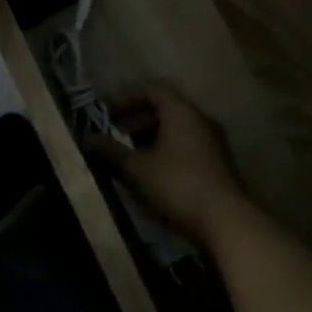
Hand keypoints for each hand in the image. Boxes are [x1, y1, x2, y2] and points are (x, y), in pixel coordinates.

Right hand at [93, 85, 258, 249]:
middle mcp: (200, 120)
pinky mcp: (218, 165)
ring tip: (127, 158)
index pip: (152, 90)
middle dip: (135, 120)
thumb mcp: (135, 168)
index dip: (125, 98)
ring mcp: (213, 143)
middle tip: (113, 136)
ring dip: (149, 139)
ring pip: (175, 131)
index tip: (105, 114)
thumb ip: (109, 150)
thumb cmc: (176, 185)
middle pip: (164, 109)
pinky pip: (186, 148)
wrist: (226, 221)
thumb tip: (85, 138)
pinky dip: (165, 153)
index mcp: (181, 111)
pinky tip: (150, 176)